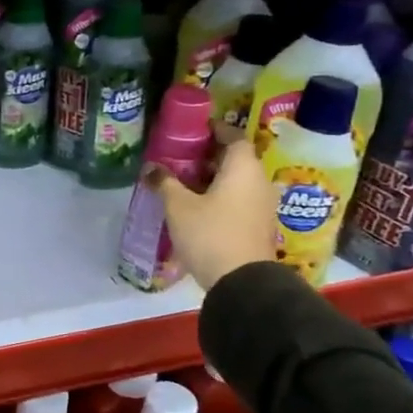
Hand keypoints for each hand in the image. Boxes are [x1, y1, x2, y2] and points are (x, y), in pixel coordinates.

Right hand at [150, 137, 278, 290]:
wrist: (242, 283)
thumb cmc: (210, 234)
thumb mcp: (178, 206)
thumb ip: (164, 183)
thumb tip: (150, 168)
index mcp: (243, 168)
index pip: (233, 136)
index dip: (214, 130)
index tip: (193, 130)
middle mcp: (258, 181)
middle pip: (235, 158)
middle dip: (209, 155)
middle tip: (181, 155)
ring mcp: (262, 205)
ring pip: (237, 181)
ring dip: (214, 177)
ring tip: (184, 180)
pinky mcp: (258, 225)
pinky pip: (239, 199)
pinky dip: (220, 195)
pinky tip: (197, 204)